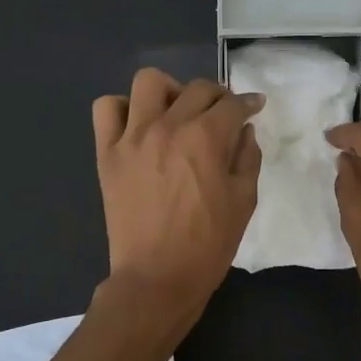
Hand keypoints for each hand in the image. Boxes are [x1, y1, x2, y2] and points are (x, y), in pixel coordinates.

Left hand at [92, 69, 263, 326]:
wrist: (157, 278)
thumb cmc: (208, 244)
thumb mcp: (244, 201)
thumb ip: (247, 158)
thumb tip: (244, 132)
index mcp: (206, 139)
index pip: (232, 105)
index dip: (248, 103)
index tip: (254, 107)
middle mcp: (168, 127)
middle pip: (197, 89)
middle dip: (218, 97)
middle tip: (222, 115)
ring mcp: (132, 137)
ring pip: (148, 83)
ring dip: (169, 91)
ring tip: (176, 113)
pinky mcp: (107, 153)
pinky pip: (106, 109)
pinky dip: (123, 109)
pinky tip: (138, 126)